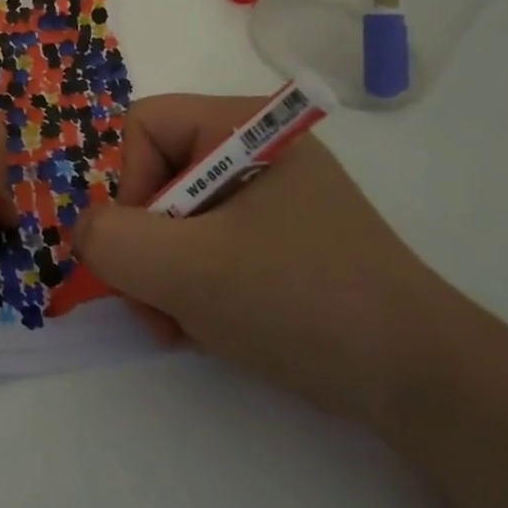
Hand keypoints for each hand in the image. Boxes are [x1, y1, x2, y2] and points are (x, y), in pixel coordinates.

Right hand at [74, 94, 443, 424]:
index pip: (143, 126)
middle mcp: (254, 152)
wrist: (421, 382)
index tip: (141, 248)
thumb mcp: (188, 269)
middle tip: (151, 303)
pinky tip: (203, 328)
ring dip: (160, 275)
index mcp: (244, 127)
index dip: (125, 183)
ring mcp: (269, 200)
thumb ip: (112, 241)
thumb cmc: (300, 301)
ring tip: (177, 325)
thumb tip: (85, 232)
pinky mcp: (279, 244)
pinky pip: (205, 248)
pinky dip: (190, 287)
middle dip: (142, 245)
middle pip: (155, 176)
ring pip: (174, 220)